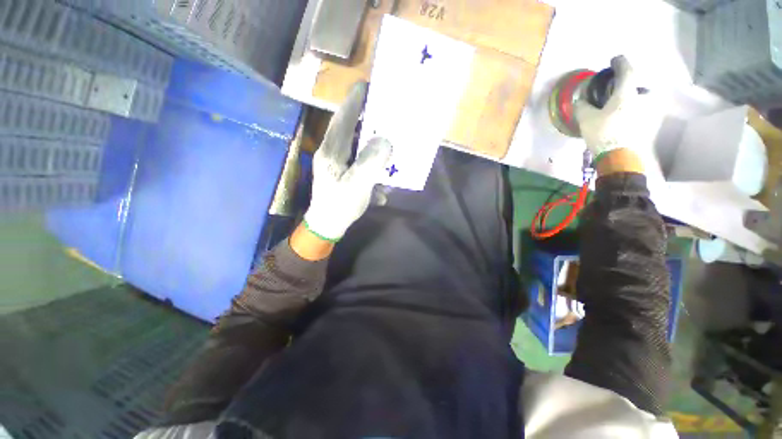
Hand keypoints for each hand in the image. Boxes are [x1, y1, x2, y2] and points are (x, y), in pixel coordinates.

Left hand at [303, 81, 392, 241]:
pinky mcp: (343, 173)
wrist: (328, 226)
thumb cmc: (340, 206)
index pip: (342, 120)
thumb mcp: (357, 185)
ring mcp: (337, 164)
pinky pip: (359, 163)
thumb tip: (385, 141)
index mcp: (331, 152)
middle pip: (349, 130)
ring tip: (387, 140)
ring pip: (355, 146)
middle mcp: (332, 153)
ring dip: (371, 144)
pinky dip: (371, 168)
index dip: (354, 103)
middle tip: (382, 110)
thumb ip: (371, 162)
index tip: (365, 86)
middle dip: (365, 119)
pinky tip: (381, 185)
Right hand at [575, 56, 648, 170]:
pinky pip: (637, 108)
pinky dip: (630, 106)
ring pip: (638, 97)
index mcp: (626, 93)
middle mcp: (640, 98)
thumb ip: (583, 106)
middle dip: (627, 82)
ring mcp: (644, 111)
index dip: (620, 62)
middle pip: (636, 84)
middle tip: (616, 85)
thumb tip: (581, 99)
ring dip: (629, 95)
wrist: (619, 157)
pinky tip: (622, 113)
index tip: (614, 59)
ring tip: (618, 100)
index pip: (627, 70)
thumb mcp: (586, 119)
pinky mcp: (645, 123)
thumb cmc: (603, 133)